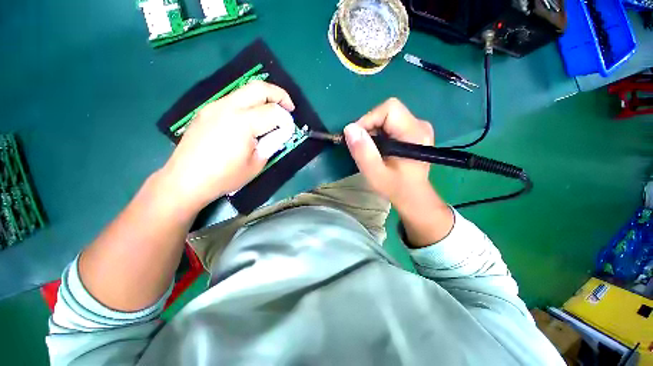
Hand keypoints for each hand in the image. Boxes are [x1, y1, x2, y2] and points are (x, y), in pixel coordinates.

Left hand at [161, 81, 295, 212]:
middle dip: (280, 95)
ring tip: (273, 112)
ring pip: (245, 90)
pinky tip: (252, 119)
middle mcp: (227, 107)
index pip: (274, 112)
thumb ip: (271, 143)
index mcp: (242, 123)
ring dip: (264, 97)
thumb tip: (281, 132)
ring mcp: (215, 106)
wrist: (185, 180)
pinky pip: (234, 99)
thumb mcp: (256, 164)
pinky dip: (249, 103)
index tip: (290, 132)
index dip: (287, 121)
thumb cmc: (224, 177)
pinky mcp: (207, 110)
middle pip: (259, 87)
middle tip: (289, 108)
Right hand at [344, 98, 452, 245]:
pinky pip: (391, 123)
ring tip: (370, 149)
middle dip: (369, 126)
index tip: (356, 138)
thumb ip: (363, 151)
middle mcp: (420, 124)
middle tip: (362, 146)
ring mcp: (419, 127)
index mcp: (414, 133)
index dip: (368, 119)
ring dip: (373, 131)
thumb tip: (349, 128)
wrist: (413, 196)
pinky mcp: (414, 131)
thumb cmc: (395, 187)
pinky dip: (379, 133)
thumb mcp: (375, 173)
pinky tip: (379, 148)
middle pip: (388, 111)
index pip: (389, 109)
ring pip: (388, 116)